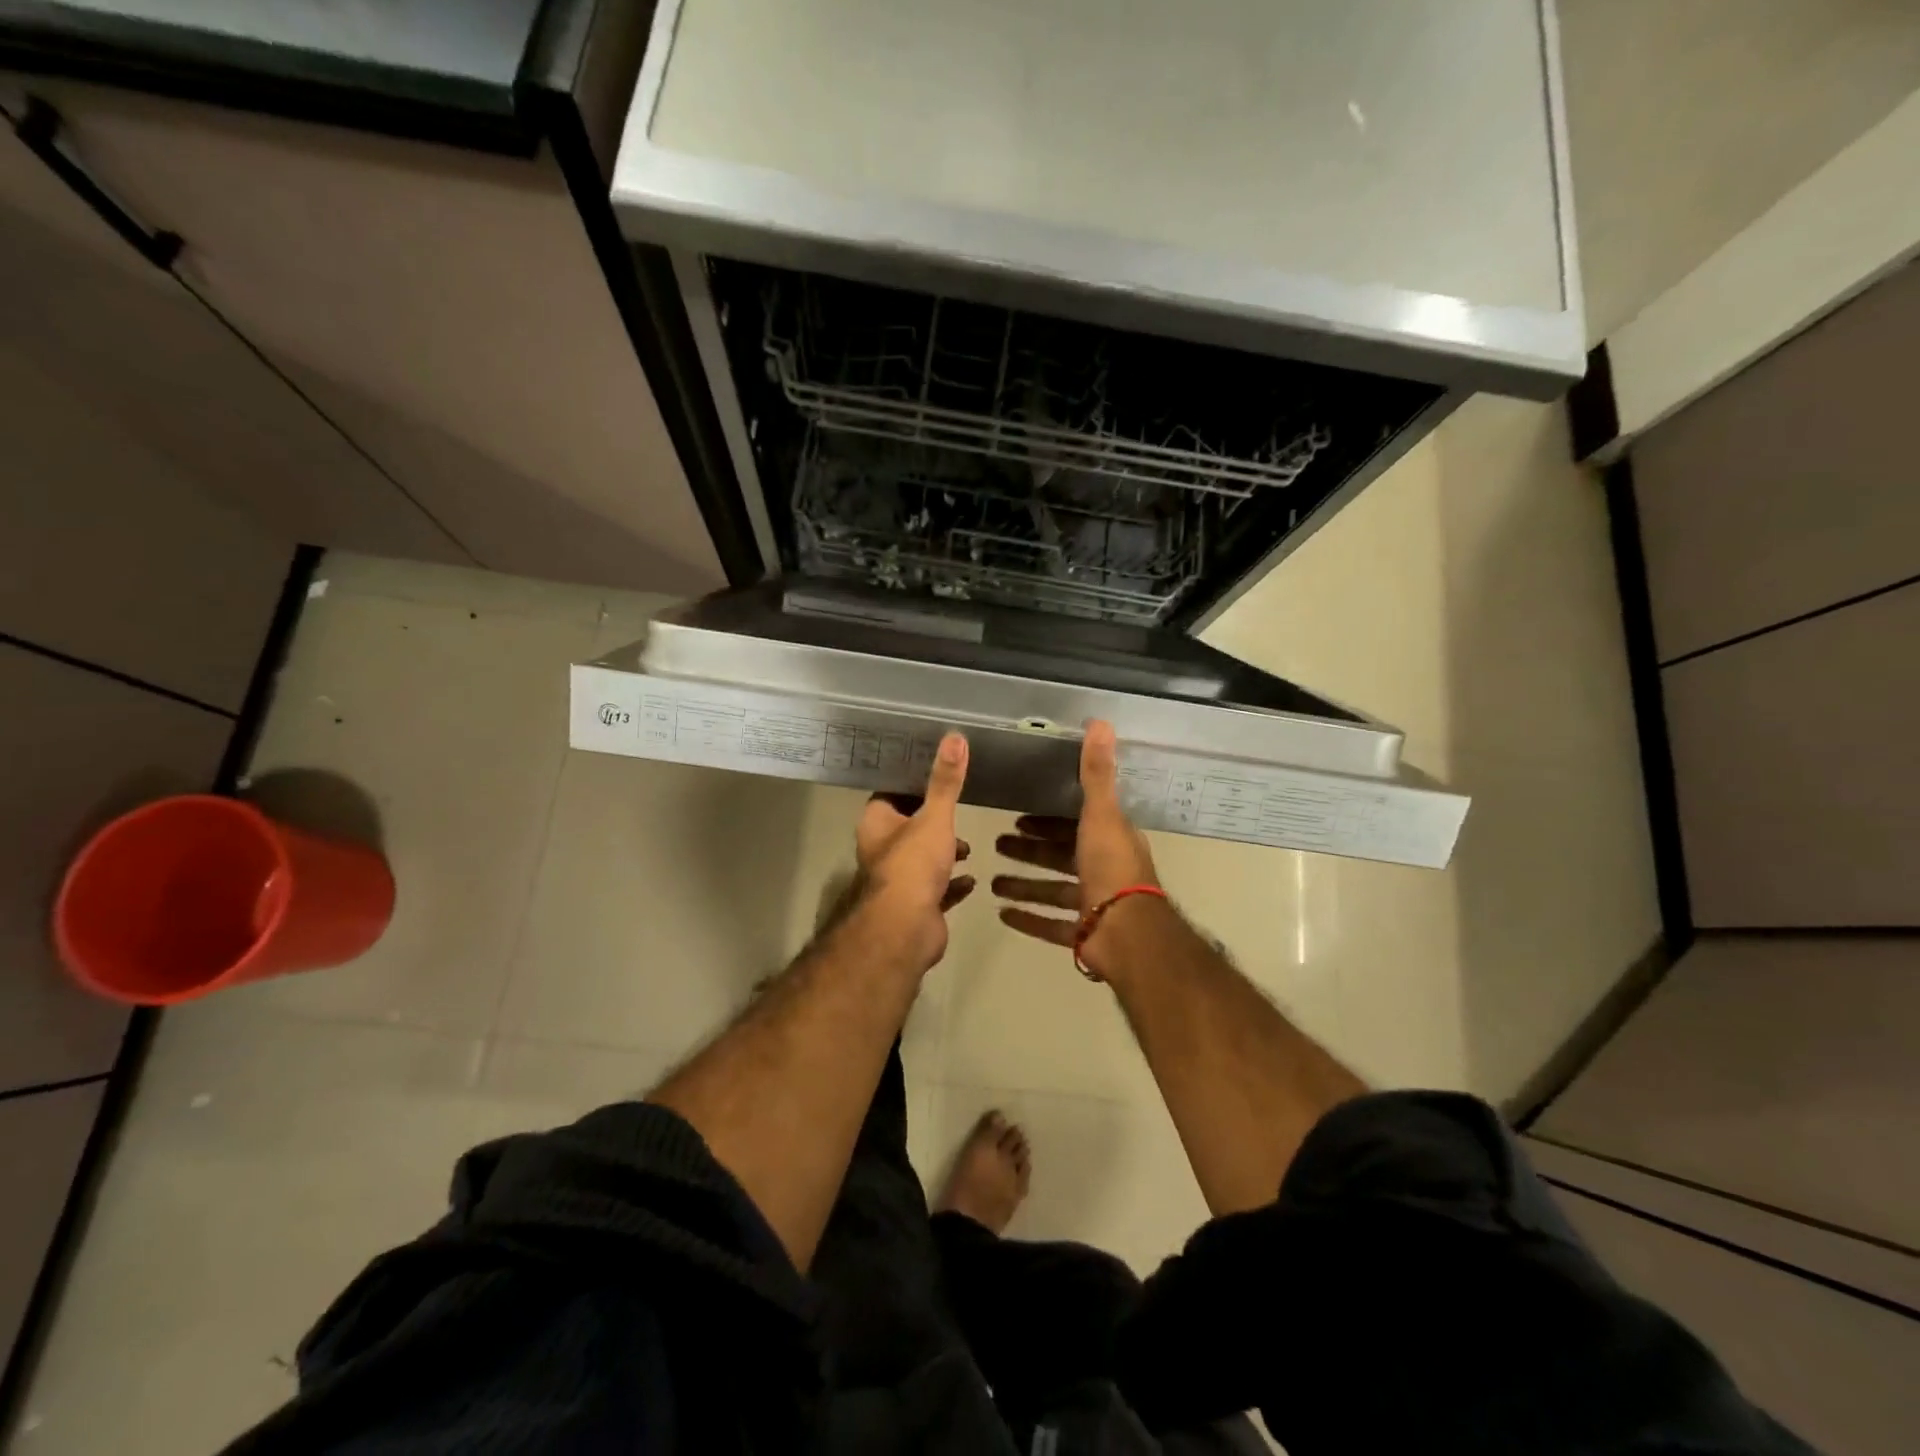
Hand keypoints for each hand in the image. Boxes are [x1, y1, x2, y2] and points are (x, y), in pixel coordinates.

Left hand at [851, 732, 973, 971]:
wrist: (906, 929)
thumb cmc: (913, 864)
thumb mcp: (934, 816)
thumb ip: (946, 781)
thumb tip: (955, 737)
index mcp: (877, 823)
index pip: (891, 794)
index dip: (912, 783)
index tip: (937, 772)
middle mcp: (882, 849)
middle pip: (908, 826)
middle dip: (933, 820)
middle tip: (958, 809)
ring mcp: (899, 881)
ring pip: (923, 859)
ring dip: (945, 852)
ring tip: (969, 845)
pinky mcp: (918, 906)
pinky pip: (938, 889)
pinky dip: (953, 883)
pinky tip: (972, 878)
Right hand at [993, 721, 1160, 976]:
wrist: (1127, 933)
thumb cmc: (1111, 868)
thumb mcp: (1101, 814)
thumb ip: (1096, 772)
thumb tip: (1100, 722)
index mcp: (1110, 841)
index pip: (1075, 824)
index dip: (1047, 820)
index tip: (1019, 817)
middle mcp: (1104, 870)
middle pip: (1060, 856)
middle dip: (1030, 850)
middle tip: (997, 843)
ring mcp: (1094, 905)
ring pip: (1053, 891)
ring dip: (1024, 885)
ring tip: (992, 882)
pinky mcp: (1084, 933)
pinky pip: (1051, 925)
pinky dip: (1029, 919)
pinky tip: (1003, 914)